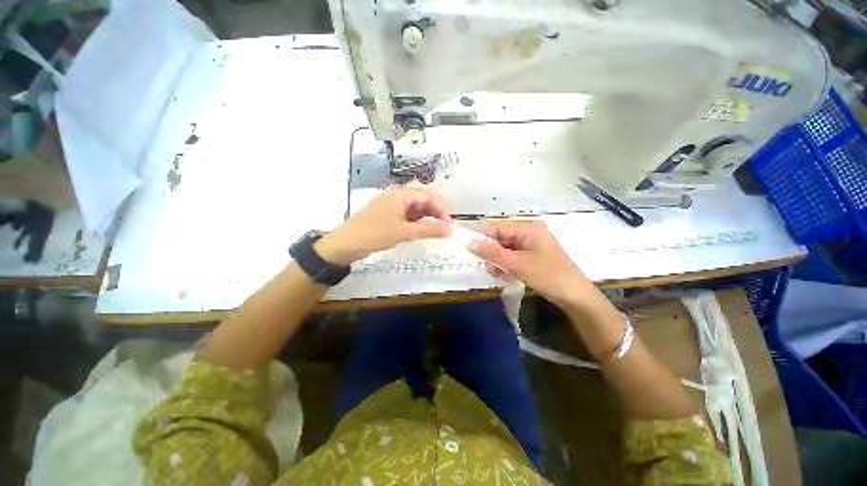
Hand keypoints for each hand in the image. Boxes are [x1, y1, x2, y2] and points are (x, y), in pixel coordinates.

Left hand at [315, 186, 451, 264]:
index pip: (427, 196)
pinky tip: (422, 230)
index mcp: (400, 194)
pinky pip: (407, 215)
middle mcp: (397, 196)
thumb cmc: (375, 234)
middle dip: (435, 212)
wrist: (345, 244)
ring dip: (426, 218)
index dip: (441, 209)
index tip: (450, 224)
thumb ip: (429, 230)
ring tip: (437, 230)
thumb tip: (450, 231)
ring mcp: (391, 206)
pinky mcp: (388, 215)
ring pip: (415, 208)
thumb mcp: (404, 232)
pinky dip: (416, 222)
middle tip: (445, 227)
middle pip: (422, 200)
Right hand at [467, 221, 597, 307]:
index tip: (465, 244)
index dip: (480, 235)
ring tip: (498, 274)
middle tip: (486, 266)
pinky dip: (507, 266)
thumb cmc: (547, 275)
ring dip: (498, 261)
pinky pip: (513, 258)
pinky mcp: (532, 257)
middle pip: (501, 239)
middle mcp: (529, 233)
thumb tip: (469, 242)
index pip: (497, 227)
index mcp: (528, 229)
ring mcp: (531, 246)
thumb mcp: (516, 263)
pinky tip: (506, 276)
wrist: (575, 297)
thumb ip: (491, 252)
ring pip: (505, 250)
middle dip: (491, 253)